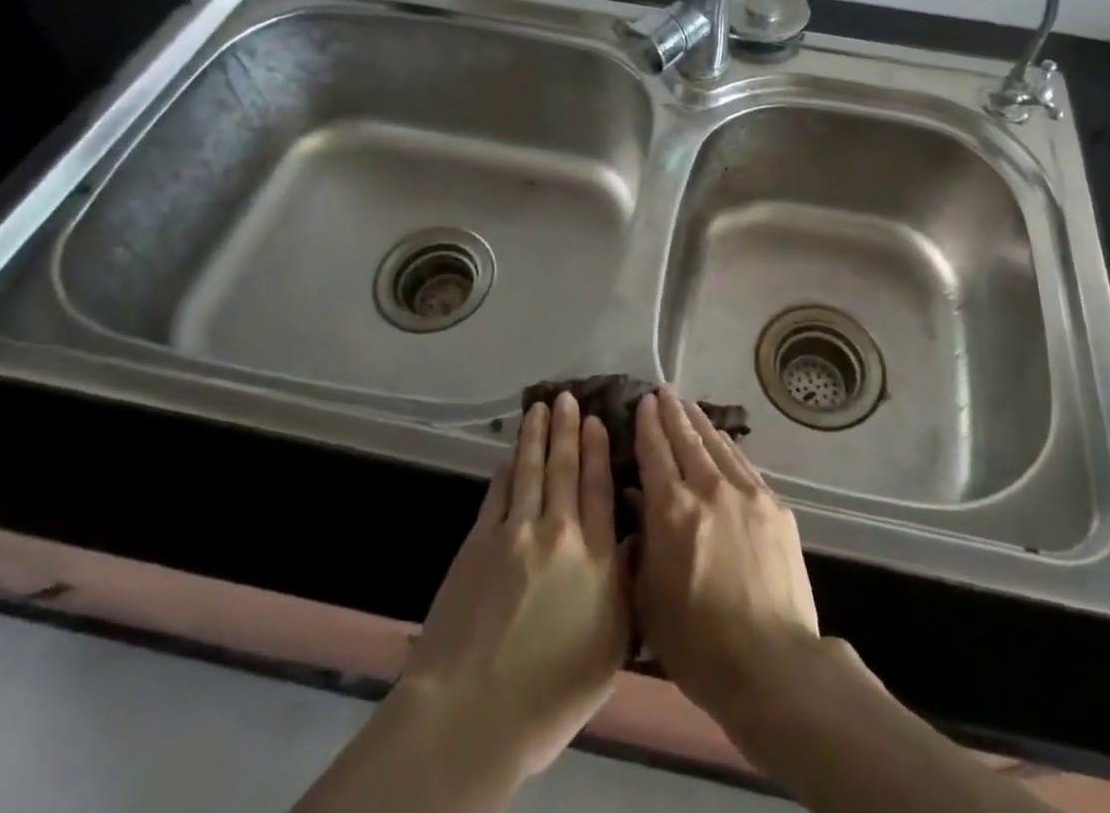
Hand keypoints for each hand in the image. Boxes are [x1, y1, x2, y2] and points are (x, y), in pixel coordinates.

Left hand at [400, 393, 630, 779]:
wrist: (473, 712)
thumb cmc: (552, 693)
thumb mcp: (611, 648)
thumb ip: (627, 587)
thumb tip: (636, 539)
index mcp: (595, 557)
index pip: (599, 489)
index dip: (598, 451)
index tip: (598, 421)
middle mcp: (558, 532)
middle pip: (565, 469)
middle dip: (567, 430)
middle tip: (568, 397)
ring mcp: (515, 533)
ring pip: (530, 470)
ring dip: (536, 436)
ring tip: (541, 407)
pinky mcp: (478, 543)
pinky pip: (497, 493)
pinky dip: (507, 470)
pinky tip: (510, 455)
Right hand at [632, 388, 822, 718]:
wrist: (771, 662)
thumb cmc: (698, 645)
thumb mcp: (649, 600)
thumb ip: (641, 546)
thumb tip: (639, 504)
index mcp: (671, 510)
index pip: (654, 452)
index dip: (647, 424)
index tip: (643, 403)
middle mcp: (708, 488)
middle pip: (686, 439)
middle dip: (672, 413)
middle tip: (663, 392)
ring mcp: (746, 493)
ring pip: (717, 445)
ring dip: (700, 423)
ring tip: (689, 406)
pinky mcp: (774, 506)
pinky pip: (744, 465)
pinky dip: (729, 447)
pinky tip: (724, 441)